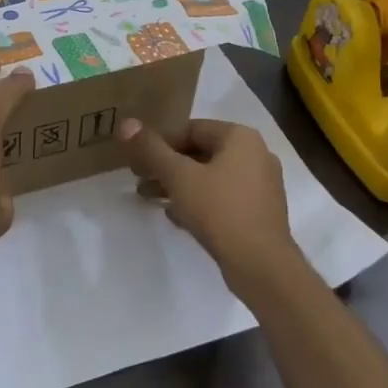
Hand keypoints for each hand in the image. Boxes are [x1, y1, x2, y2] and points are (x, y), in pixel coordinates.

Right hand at [117, 118, 306, 302]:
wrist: (261, 264)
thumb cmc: (219, 210)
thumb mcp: (178, 176)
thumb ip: (151, 149)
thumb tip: (126, 123)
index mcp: (240, 138)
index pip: (191, 129)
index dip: (159, 142)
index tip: (137, 159)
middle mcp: (256, 155)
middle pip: (200, 153)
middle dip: (166, 165)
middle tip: (139, 178)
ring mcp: (261, 185)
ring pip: (211, 177)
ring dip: (179, 185)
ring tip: (150, 198)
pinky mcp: (260, 212)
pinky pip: (223, 198)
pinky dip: (198, 201)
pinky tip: (175, 216)